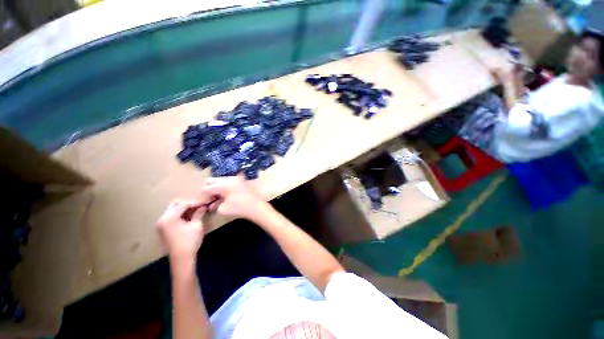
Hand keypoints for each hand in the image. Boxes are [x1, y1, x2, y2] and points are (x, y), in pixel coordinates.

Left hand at [157, 199, 206, 260]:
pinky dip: (180, 215)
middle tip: (199, 205)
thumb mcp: (196, 225)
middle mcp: (162, 219)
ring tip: (196, 210)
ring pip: (173, 210)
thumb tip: (203, 206)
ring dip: (184, 209)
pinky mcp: (163, 229)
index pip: (183, 204)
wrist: (181, 259)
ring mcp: (161, 224)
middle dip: (188, 204)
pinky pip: (172, 217)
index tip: (205, 202)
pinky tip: (190, 217)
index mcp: (170, 218)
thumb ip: (199, 213)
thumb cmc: (190, 241)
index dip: (195, 202)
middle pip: (175, 205)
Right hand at [201, 176, 267, 221]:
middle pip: (212, 181)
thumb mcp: (222, 209)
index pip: (207, 188)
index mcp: (224, 184)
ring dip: (215, 190)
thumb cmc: (240, 208)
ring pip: (219, 182)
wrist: (256, 207)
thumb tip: (209, 203)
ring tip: (211, 201)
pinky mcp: (239, 182)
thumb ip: (212, 204)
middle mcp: (229, 179)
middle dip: (207, 190)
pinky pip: (227, 184)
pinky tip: (219, 199)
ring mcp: (235, 180)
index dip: (202, 196)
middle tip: (205, 200)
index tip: (199, 203)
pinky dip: (222, 190)